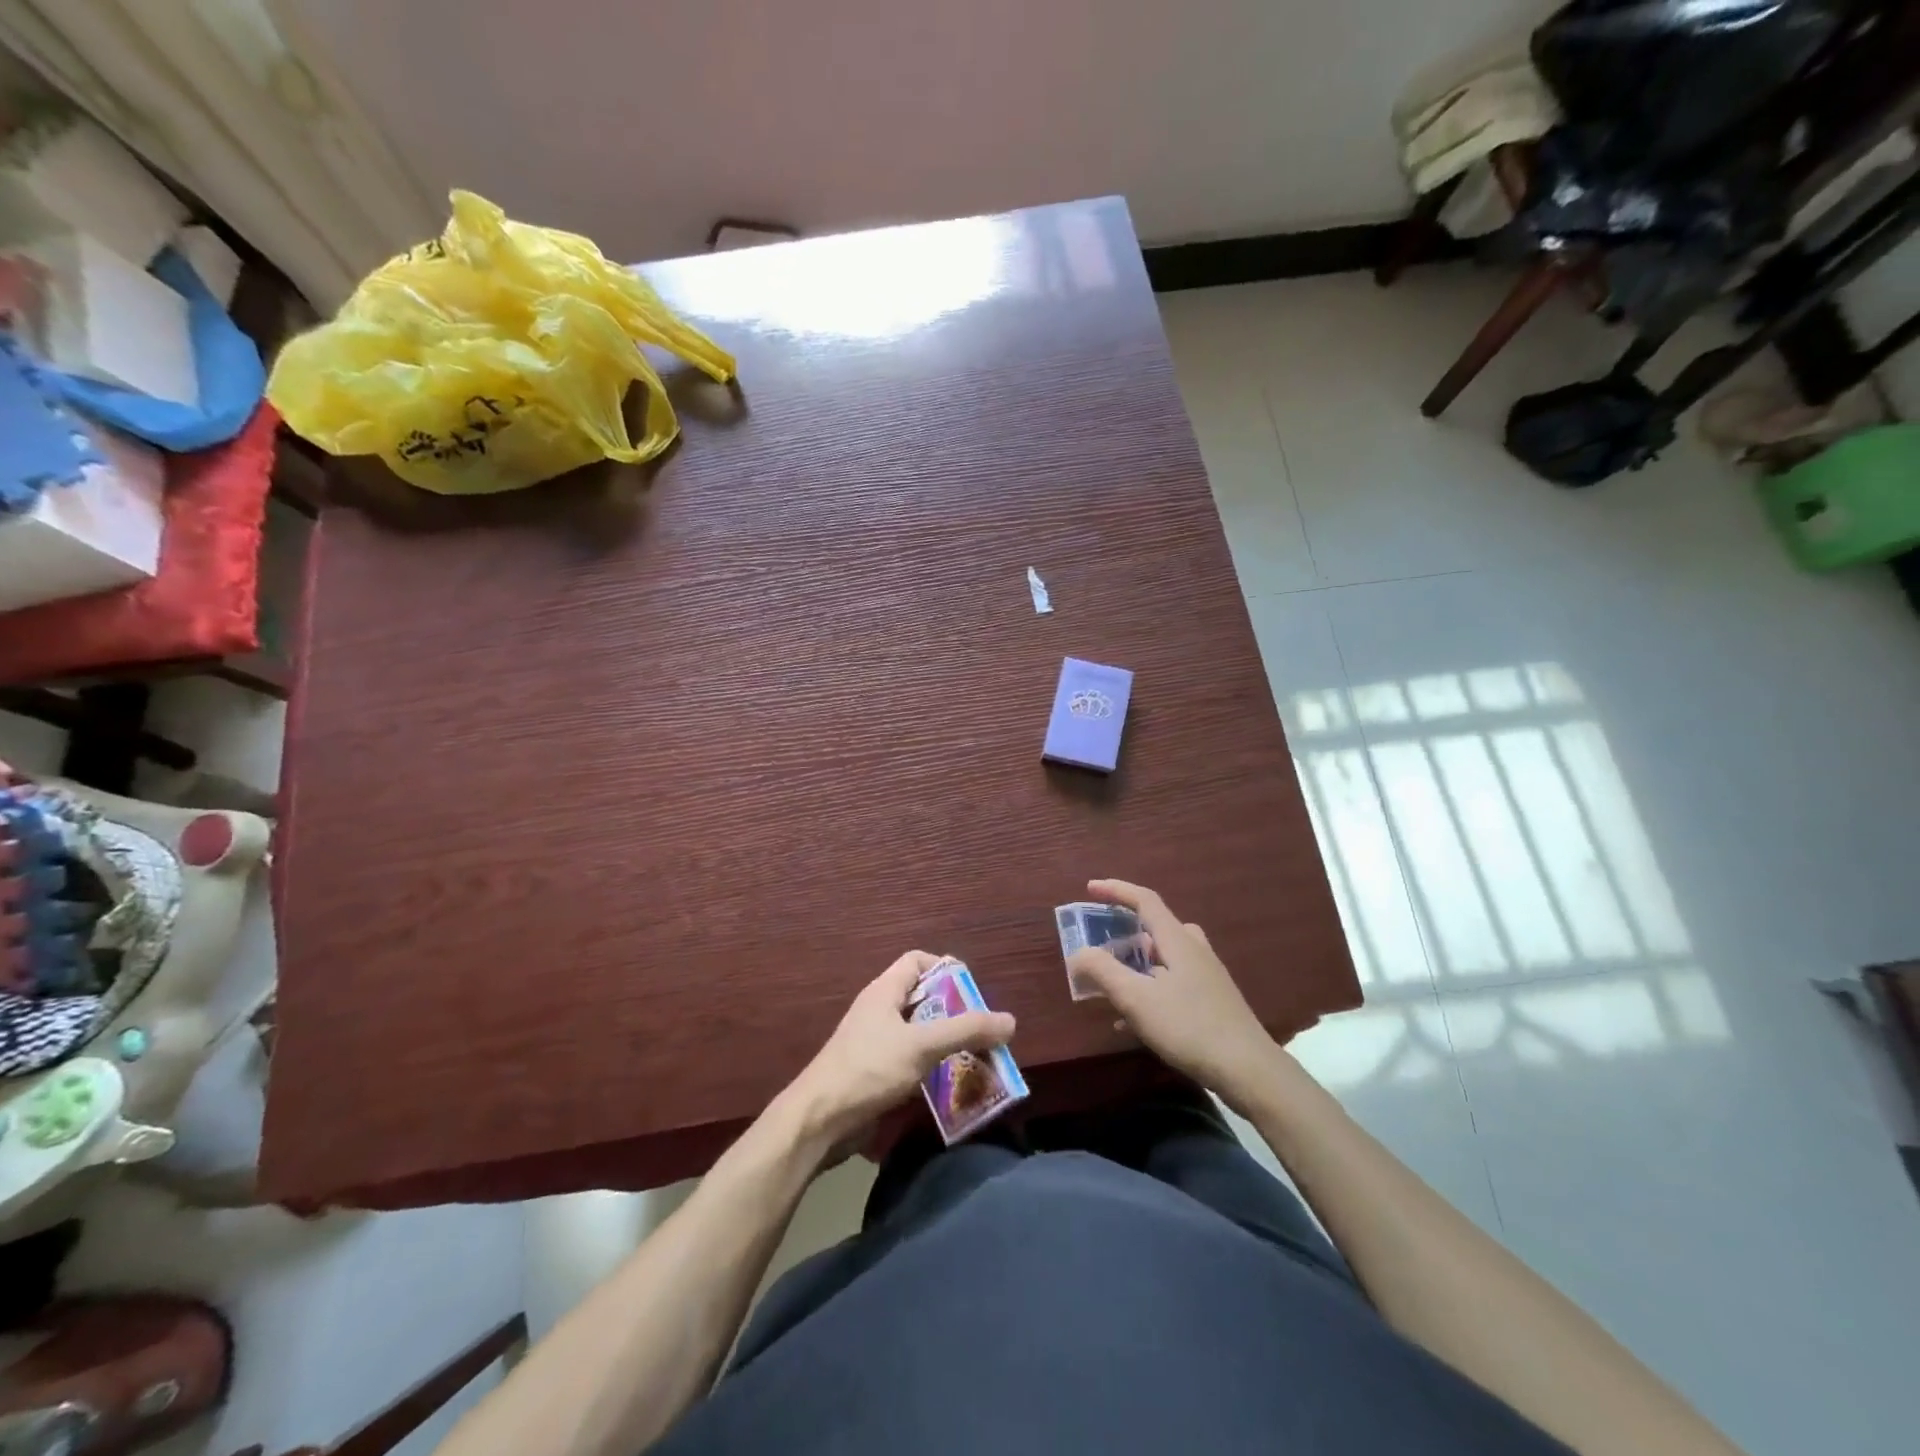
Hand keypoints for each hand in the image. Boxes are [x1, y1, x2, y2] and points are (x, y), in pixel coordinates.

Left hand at [786, 951, 1016, 1152]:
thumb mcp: (922, 1045)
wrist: (819, 1122)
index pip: (917, 961)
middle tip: (983, 1032)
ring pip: (919, 1033)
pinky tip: (952, 1086)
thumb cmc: (869, 1070)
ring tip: (978, 1060)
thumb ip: (966, 1031)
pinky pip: (910, 1062)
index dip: (946, 969)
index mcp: (884, 991)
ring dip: (946, 1044)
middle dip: (954, 1012)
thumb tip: (1010, 1021)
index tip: (972, 992)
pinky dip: (932, 1068)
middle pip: (923, 998)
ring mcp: (874, 1044)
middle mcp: (879, 1011)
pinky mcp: (874, 1075)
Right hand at [1067, 879, 1275, 1110]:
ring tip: (1113, 985)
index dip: (1116, 890)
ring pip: (1165, 957)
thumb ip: (1103, 971)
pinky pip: (1173, 983)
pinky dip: (1149, 990)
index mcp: (1177, 940)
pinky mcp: (1212, 1001)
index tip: (1090, 889)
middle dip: (1125, 932)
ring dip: (1136, 964)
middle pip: (1156, 927)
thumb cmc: (1189, 1027)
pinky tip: (1133, 1023)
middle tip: (1102, 946)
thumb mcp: (1136, 998)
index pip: (1144, 900)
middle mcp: (1194, 950)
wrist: (1249, 1070)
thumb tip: (1079, 953)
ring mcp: (1207, 976)